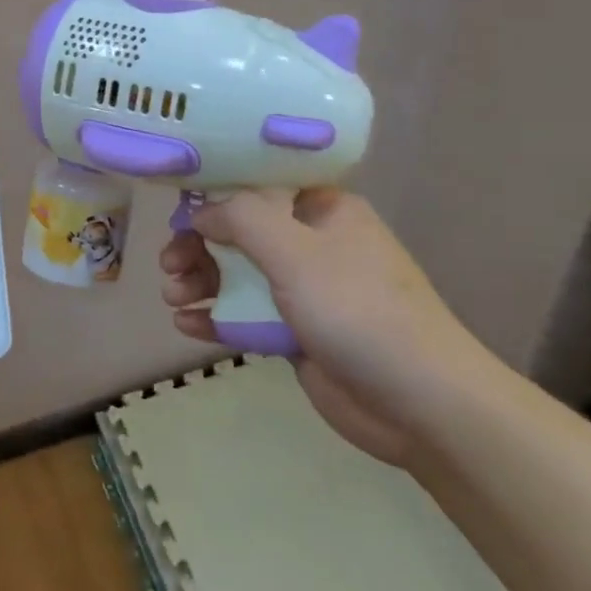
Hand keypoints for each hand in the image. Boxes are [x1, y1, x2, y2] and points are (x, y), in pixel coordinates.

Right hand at [159, 190, 496, 466]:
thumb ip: (241, 219)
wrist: (420, 403)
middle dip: (198, 247)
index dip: (214, 196)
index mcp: (321, 210)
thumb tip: (201, 212)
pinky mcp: (294, 333)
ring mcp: (303, 291)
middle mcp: (311, 244)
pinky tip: (187, 326)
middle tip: (169, 266)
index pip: (257, 187)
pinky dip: (214, 317)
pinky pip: (244, 315)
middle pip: (239, 233)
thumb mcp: (295, 252)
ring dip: (200, 282)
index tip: (178, 212)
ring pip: (236, 275)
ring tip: (173, 298)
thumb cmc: (358, 310)